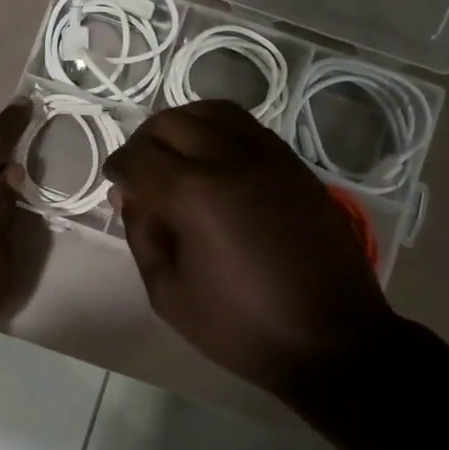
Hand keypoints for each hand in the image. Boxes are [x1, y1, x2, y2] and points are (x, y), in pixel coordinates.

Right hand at [105, 100, 396, 400]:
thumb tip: (130, 195)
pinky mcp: (293, 163)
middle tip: (140, 173)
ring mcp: (267, 155)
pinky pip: (245, 126)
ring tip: (174, 157)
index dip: (118, 168)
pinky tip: (212, 162)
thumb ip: (142, 234)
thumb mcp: (168, 293)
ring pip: (210, 111)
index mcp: (194, 194)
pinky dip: (216, 130)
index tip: (116, 185)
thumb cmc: (242, 326)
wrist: (332, 338)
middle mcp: (229, 158)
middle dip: (144, 142)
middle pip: (171, 122)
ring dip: (181, 126)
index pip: (138, 157)